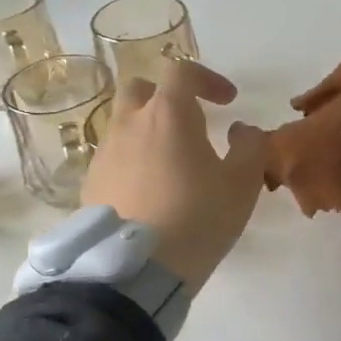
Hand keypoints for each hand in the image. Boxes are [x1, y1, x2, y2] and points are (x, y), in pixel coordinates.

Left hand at [82, 60, 268, 289]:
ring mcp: (104, 153)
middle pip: (140, 89)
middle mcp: (128, 124)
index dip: (208, 79)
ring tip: (170, 162)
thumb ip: (250, 146)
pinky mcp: (90, 183)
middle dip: (166, 96)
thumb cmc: (197, 218)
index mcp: (166, 114)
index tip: (228, 102)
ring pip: (123, 123)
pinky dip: (132, 159)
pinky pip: (113, 156)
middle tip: (189, 122)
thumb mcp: (242, 184)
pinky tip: (148, 190)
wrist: (136, 269)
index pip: (182, 71)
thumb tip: (242, 130)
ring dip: (147, 129)